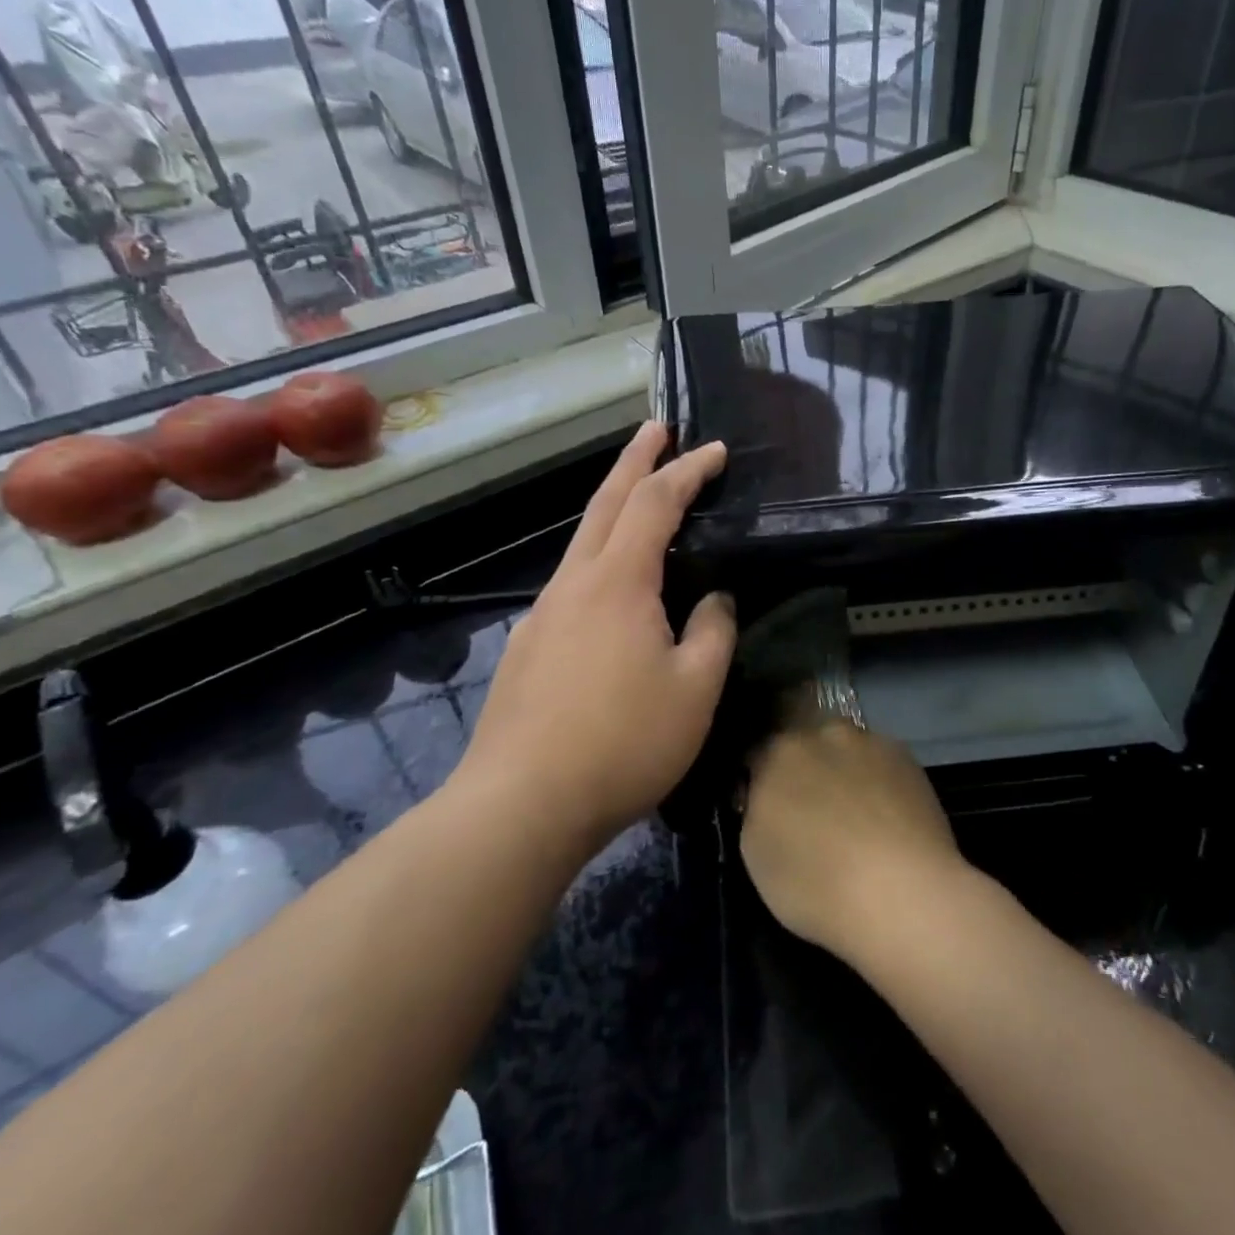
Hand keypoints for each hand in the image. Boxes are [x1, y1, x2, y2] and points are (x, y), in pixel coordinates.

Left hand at [460, 422, 735, 845]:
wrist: (519, 805)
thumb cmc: (622, 743)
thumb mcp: (694, 689)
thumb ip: (712, 632)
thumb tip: (714, 598)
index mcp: (617, 582)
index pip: (655, 503)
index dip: (687, 471)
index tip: (715, 450)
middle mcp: (573, 584)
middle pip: (604, 503)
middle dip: (633, 460)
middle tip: (656, 429)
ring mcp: (542, 615)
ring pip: (582, 543)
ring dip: (613, 510)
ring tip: (639, 502)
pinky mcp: (528, 648)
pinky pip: (571, 584)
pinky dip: (599, 561)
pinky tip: (611, 594)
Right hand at [740, 721, 969, 959]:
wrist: (905, 894)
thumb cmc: (816, 883)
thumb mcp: (755, 856)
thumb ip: (756, 811)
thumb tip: (766, 798)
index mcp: (778, 752)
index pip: (758, 755)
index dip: (760, 782)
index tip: (767, 810)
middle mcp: (823, 734)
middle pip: (806, 747)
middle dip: (805, 772)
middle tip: (812, 816)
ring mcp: (870, 742)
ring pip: (846, 753)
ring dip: (844, 774)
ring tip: (856, 820)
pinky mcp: (909, 759)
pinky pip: (881, 765)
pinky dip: (878, 784)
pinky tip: (887, 820)